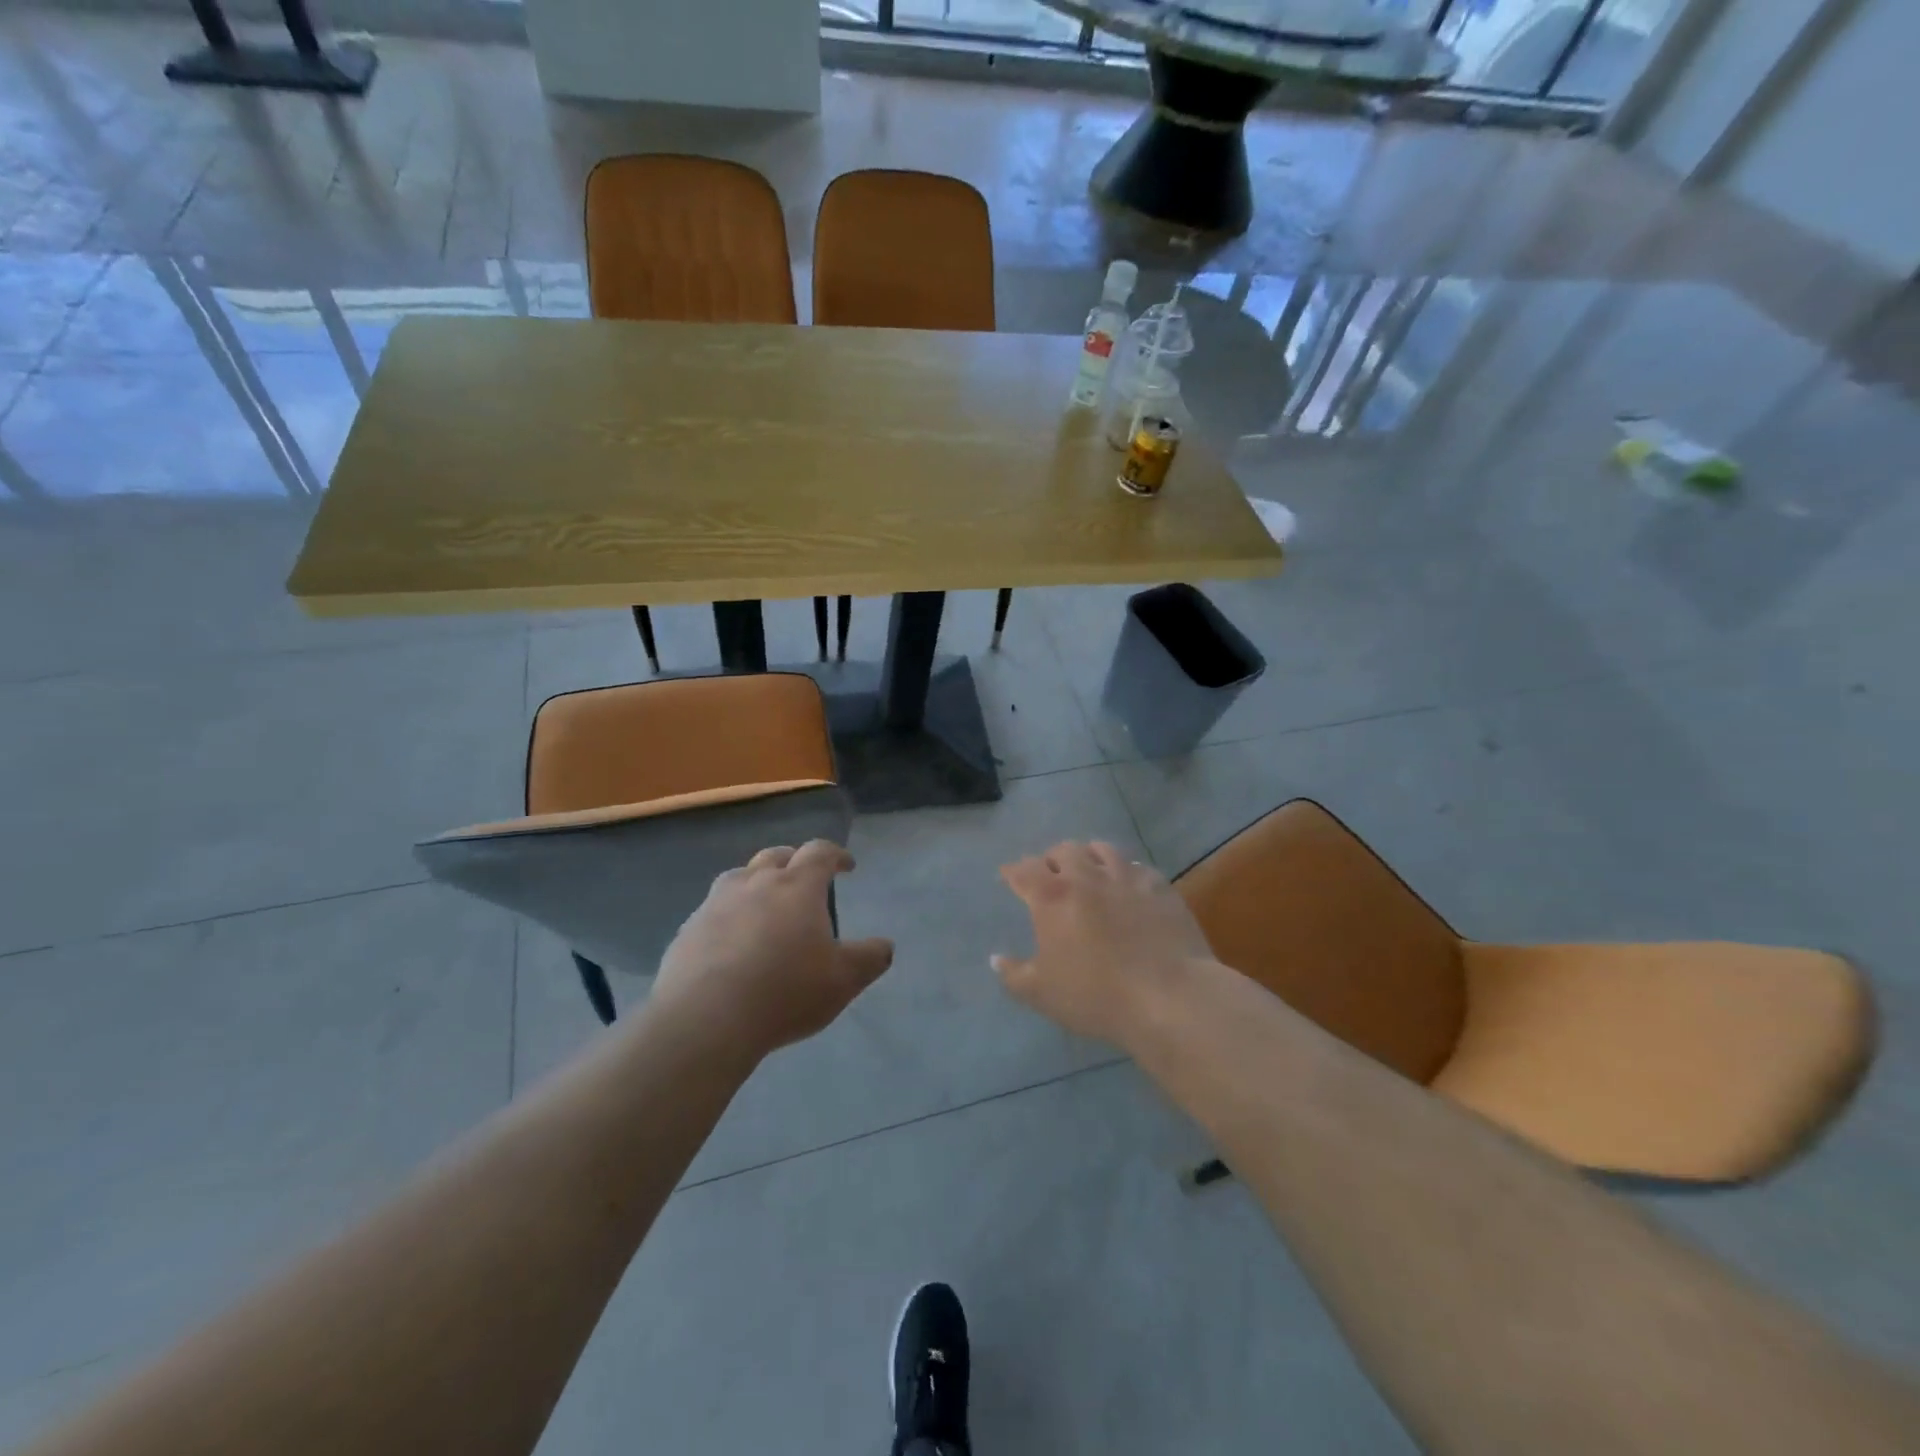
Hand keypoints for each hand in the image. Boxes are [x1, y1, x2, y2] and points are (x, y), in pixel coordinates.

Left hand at [651, 840, 892, 1059]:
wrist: (706, 1019)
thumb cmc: (785, 991)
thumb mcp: (843, 980)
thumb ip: (870, 959)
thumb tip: (884, 946)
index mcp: (797, 886)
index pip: (820, 852)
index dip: (836, 855)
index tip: (847, 866)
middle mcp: (755, 883)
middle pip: (775, 856)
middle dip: (794, 861)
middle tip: (804, 880)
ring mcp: (715, 904)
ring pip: (738, 877)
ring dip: (755, 882)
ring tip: (763, 904)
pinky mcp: (687, 930)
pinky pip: (712, 911)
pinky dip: (727, 915)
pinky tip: (730, 941)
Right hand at [993, 841, 1215, 1047]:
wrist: (1169, 996)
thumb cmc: (1096, 995)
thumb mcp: (1042, 994)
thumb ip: (1013, 974)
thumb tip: (995, 958)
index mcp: (1052, 897)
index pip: (1024, 870)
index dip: (1013, 870)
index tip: (1009, 875)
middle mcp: (1087, 876)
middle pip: (1063, 850)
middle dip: (1051, 859)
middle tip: (1049, 873)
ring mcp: (1127, 877)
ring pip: (1102, 849)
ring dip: (1088, 856)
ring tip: (1088, 868)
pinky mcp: (1160, 886)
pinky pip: (1137, 867)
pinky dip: (1125, 871)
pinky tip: (1128, 885)